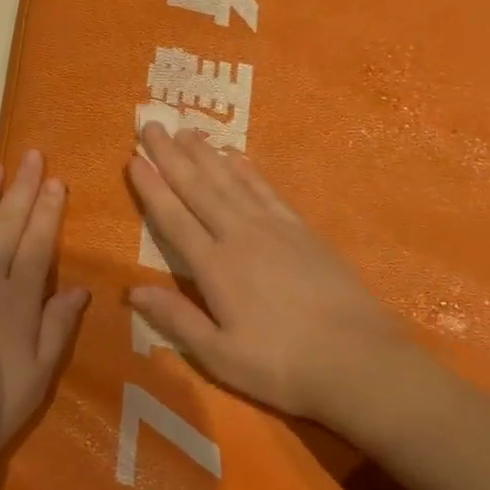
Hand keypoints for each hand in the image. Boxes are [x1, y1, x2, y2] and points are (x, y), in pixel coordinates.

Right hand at [126, 123, 407, 427]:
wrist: (358, 361)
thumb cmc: (281, 365)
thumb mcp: (219, 355)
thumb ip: (176, 319)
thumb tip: (131, 289)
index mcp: (214, 266)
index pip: (174, 218)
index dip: (151, 187)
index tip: (133, 158)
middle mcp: (240, 235)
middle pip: (198, 188)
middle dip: (171, 155)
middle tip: (151, 123)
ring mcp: (274, 228)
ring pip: (230, 181)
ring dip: (205, 154)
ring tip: (187, 130)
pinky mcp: (302, 231)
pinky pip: (266, 190)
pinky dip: (247, 171)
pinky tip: (236, 157)